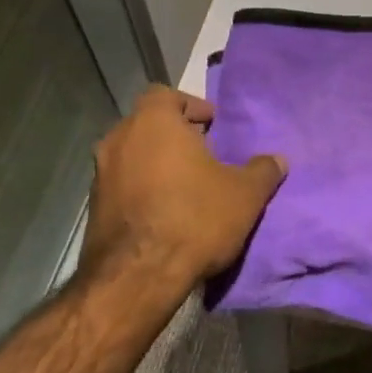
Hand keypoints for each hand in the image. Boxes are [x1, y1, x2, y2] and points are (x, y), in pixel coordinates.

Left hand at [78, 85, 285, 289]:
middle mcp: (119, 140)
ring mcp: (100, 174)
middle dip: (175, 135)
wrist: (137, 277)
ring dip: (157, 163)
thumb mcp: (245, 194)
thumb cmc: (195, 219)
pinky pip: (123, 184)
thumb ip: (262, 171)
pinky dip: (143, 188)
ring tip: (188, 185)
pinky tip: (166, 211)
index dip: (191, 106)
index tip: (212, 124)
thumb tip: (277, 159)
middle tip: (205, 153)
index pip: (165, 95)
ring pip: (133, 155)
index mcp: (154, 123)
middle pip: (148, 124)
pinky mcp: (93, 207)